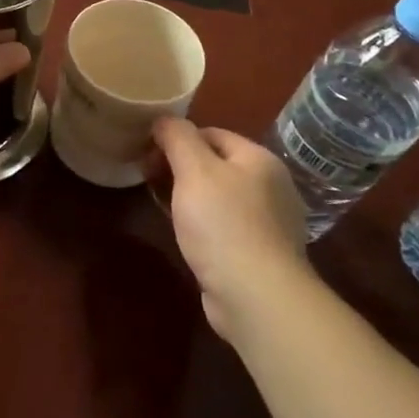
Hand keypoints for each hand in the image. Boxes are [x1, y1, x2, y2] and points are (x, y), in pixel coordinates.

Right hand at [152, 119, 312, 342]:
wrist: (257, 296)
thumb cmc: (223, 224)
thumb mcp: (193, 169)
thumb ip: (177, 137)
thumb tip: (163, 121)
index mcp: (259, 160)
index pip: (211, 133)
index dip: (176, 139)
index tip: (147, 156)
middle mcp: (271, 186)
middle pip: (215, 164)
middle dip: (179, 168)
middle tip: (149, 180)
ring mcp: (269, 222)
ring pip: (218, 196)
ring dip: (188, 196)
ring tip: (163, 207)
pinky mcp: (260, 253)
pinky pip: (224, 225)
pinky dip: (202, 224)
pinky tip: (186, 235)